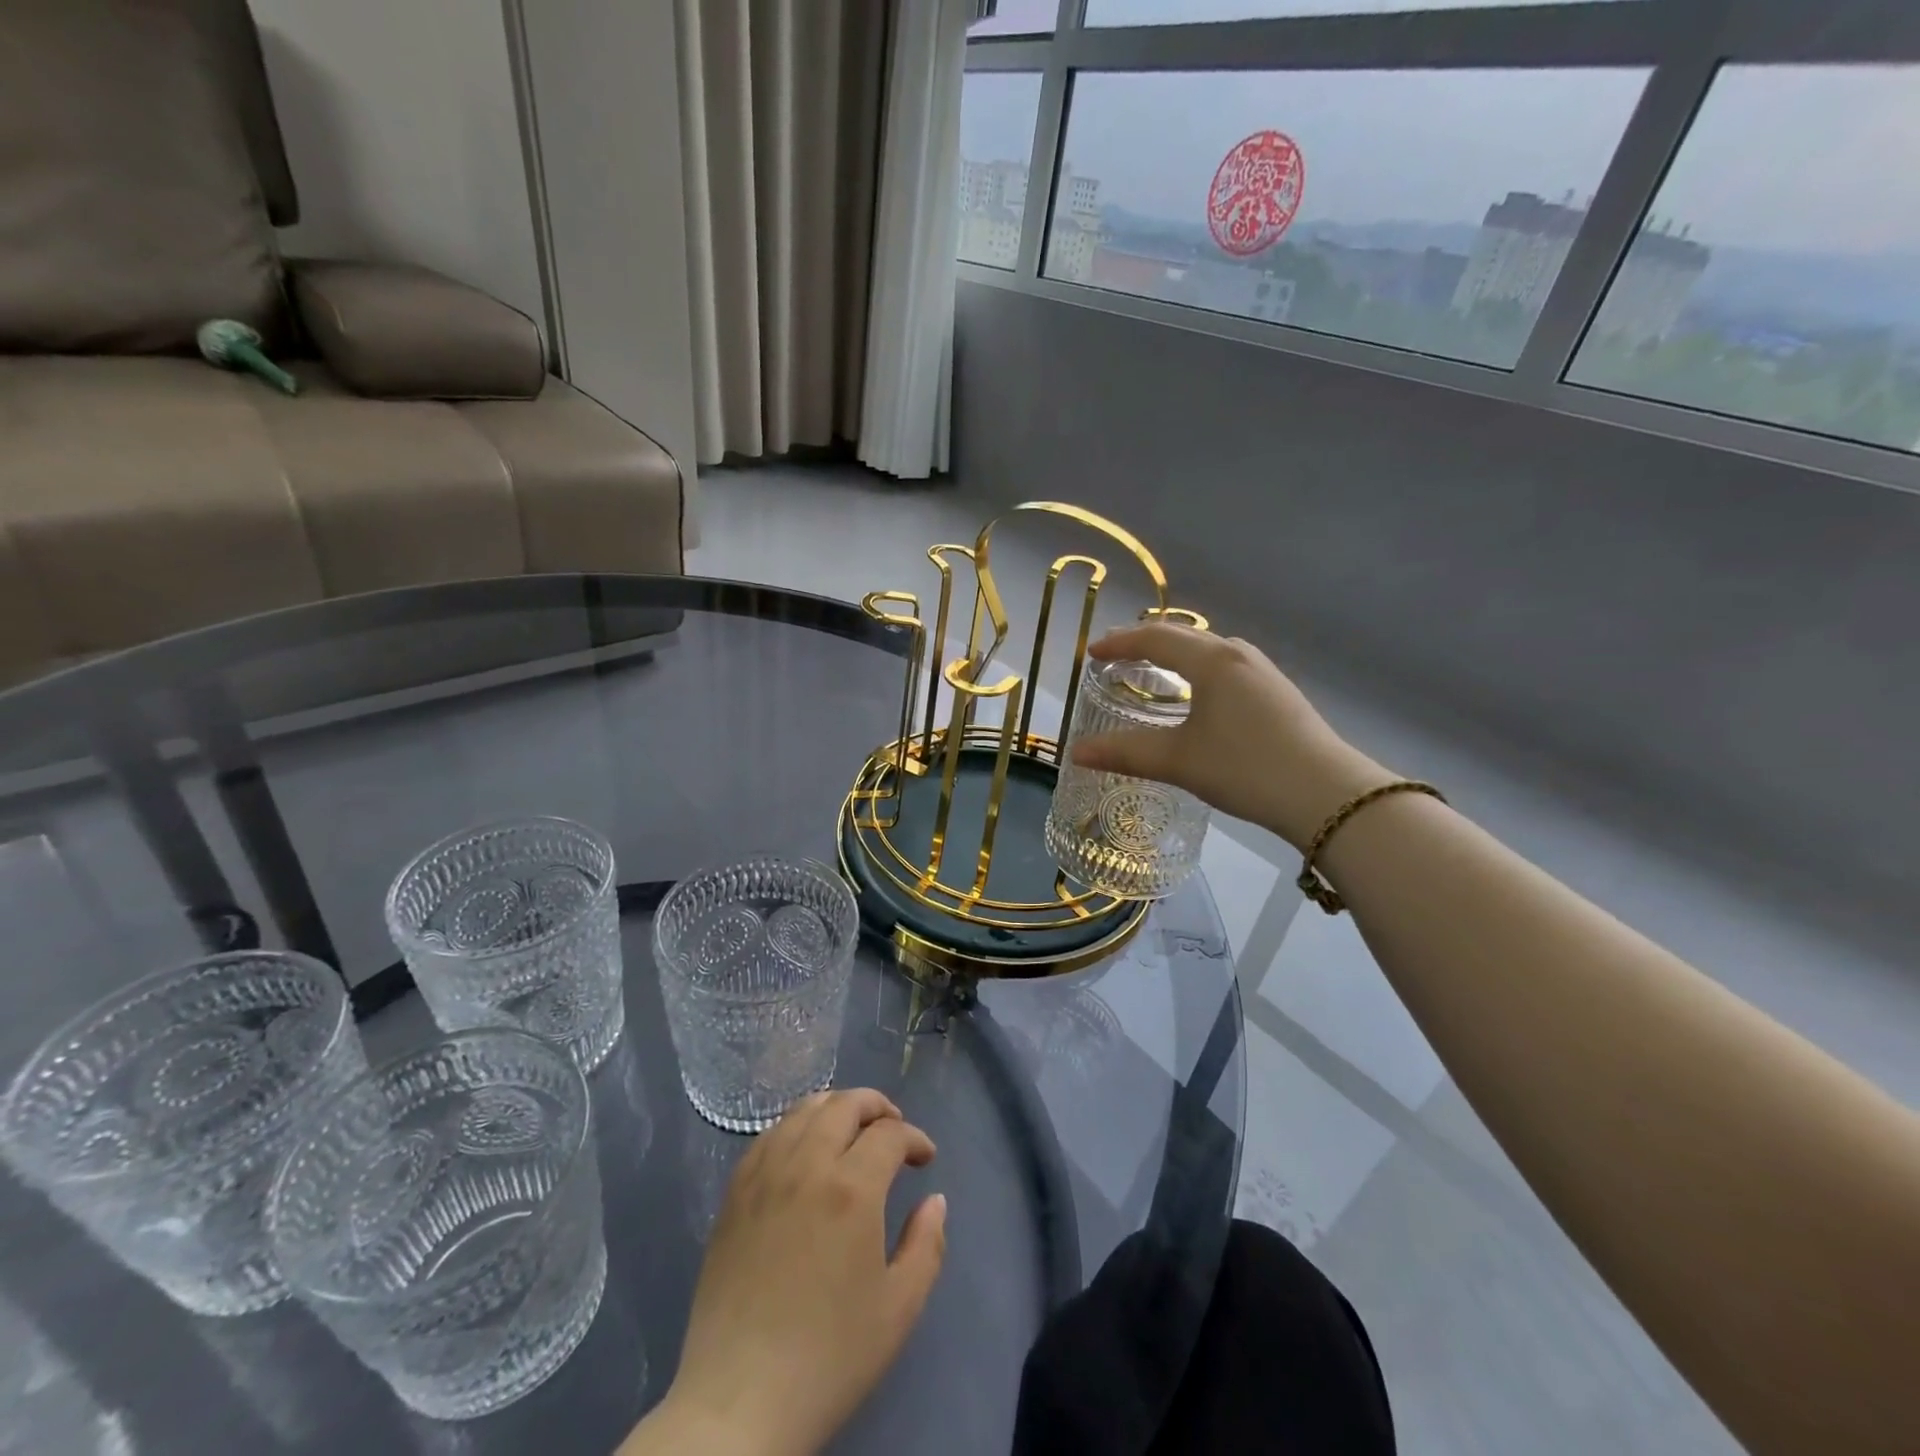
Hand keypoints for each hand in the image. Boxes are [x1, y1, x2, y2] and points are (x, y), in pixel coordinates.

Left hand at [644, 1089, 946, 1455]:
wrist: (739, 1402)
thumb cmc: (828, 1358)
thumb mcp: (899, 1309)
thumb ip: (927, 1246)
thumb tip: (935, 1201)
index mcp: (852, 1189)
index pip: (889, 1133)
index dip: (914, 1139)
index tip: (925, 1160)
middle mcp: (807, 1164)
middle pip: (845, 1104)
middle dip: (877, 1106)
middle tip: (893, 1128)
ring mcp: (765, 1175)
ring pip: (804, 1110)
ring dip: (836, 1108)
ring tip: (852, 1131)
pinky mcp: (735, 1194)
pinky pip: (769, 1135)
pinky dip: (797, 1126)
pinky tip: (805, 1150)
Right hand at [1071, 621, 1389, 849]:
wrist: (1326, 794)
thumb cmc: (1245, 768)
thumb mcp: (1179, 761)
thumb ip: (1125, 752)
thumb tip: (1076, 753)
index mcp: (1212, 661)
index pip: (1155, 639)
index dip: (1119, 643)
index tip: (1092, 653)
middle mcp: (1237, 655)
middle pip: (1183, 635)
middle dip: (1145, 642)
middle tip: (1116, 654)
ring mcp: (1263, 671)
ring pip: (1208, 649)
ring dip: (1175, 653)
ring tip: (1152, 667)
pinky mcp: (1277, 692)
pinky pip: (1226, 665)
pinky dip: (1198, 668)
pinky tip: (1197, 692)